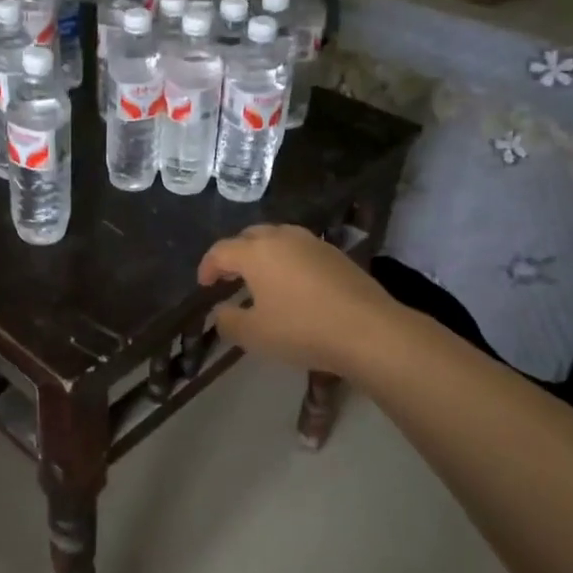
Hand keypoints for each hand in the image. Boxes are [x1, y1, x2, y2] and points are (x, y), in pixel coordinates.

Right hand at [197, 225, 397, 377]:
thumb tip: (221, 311)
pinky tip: (293, 285)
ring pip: (279, 239)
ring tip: (261, 278)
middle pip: (250, 237)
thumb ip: (229, 321)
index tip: (204, 285)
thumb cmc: (301, 330)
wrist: (368, 331)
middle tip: (230, 276)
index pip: (221, 251)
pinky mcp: (337, 255)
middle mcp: (283, 238)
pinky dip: (288, 261)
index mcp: (256, 252)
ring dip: (264, 254)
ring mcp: (314, 243)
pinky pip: (301, 250)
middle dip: (236, 254)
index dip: (208, 267)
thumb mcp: (254, 335)